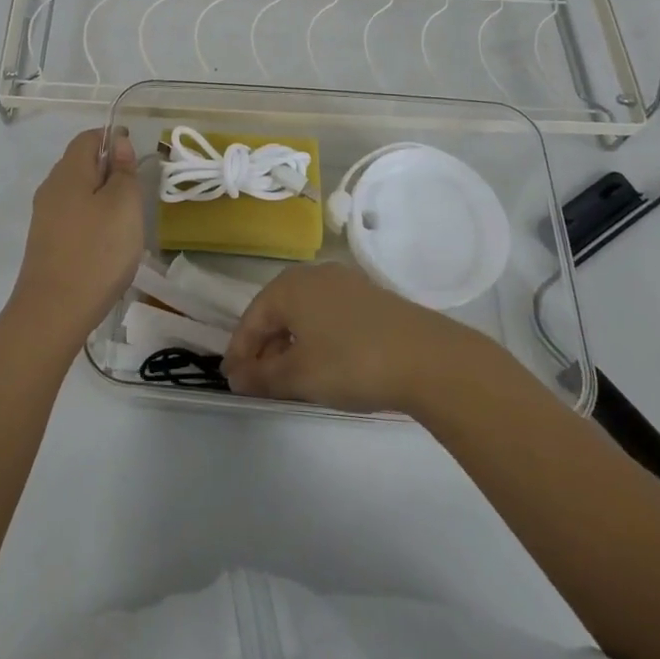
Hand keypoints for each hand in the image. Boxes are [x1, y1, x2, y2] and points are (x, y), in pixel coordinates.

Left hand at [5, 128, 144, 353]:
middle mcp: (51, 188)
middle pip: (80, 164)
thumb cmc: (97, 251)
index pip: (88, 138)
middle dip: (109, 170)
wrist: (53, 312)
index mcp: (68, 172)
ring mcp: (44, 217)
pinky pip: (72, 217)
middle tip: (136, 193)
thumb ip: (123, 171)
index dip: (113, 139)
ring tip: (125, 222)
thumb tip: (118, 144)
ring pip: (77, 193)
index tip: (136, 157)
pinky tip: (106, 244)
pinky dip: (91, 220)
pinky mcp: (45, 243)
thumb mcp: (124, 205)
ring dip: (101, 198)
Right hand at [223, 262, 469, 412]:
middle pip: (276, 313)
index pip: (251, 319)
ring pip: (303, 314)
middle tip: (258, 383)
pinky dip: (315, 338)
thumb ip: (263, 377)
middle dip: (264, 348)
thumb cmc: (351, 362)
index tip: (231, 382)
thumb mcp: (300, 376)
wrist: (428, 358)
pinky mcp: (369, 297)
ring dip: (290, 344)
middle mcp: (313, 275)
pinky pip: (327, 315)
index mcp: (289, 286)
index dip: (239, 352)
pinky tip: (323, 363)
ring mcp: (344, 283)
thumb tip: (236, 377)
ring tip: (289, 378)